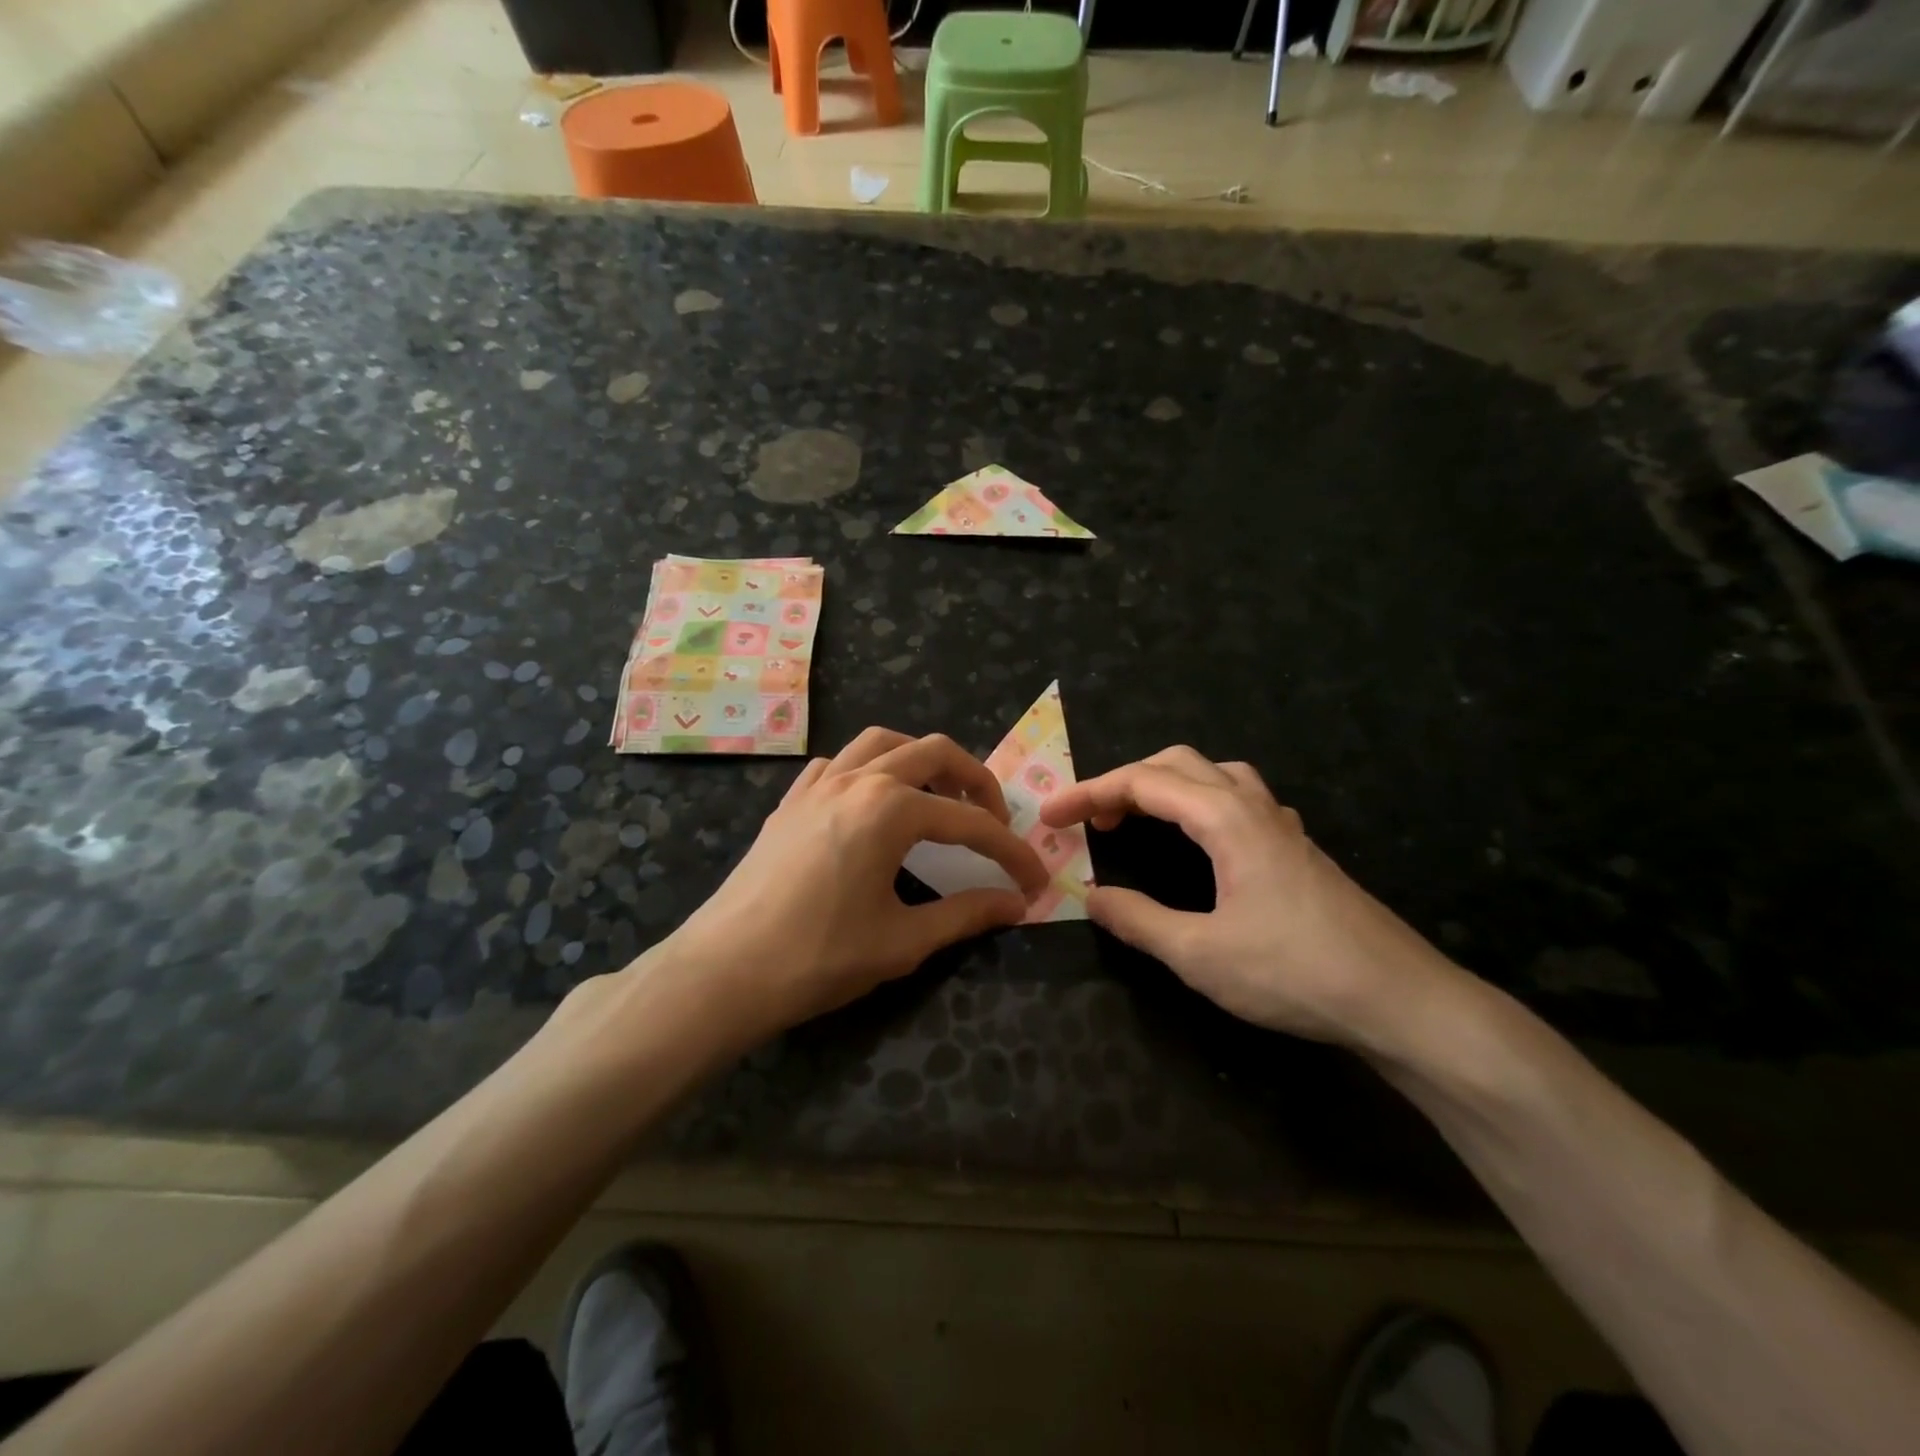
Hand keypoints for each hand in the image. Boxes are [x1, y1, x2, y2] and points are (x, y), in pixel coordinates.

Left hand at [659, 728, 1047, 1041]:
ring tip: (940, 797)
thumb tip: (1015, 905)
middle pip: (933, 752)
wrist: (724, 971)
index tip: (1033, 880)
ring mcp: (818, 784)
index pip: (969, 822)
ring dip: (922, 760)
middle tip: (994, 821)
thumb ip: (966, 914)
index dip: (1009, 851)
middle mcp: (858, 780)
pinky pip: (841, 763)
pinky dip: (871, 770)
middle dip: (975, 780)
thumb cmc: (819, 957)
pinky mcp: (792, 801)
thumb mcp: (902, 940)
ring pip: (883, 742)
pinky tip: (874, 804)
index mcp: (890, 809)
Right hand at [1040, 747, 1462, 1050]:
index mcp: (1226, 819)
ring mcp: (1282, 825)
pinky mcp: (1298, 849)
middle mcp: (1254, 807)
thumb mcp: (1200, 954)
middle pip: (1180, 764)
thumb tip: (1091, 896)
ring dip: (1167, 785)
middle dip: (1126, 780)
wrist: (1400, 1000)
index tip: (1051, 816)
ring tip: (1139, 818)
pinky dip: (1200, 803)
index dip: (1090, 792)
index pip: (1144, 782)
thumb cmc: (1295, 973)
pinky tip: (1201, 842)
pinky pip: (1239, 800)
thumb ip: (1138, 920)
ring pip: (1215, 775)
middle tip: (1092, 817)